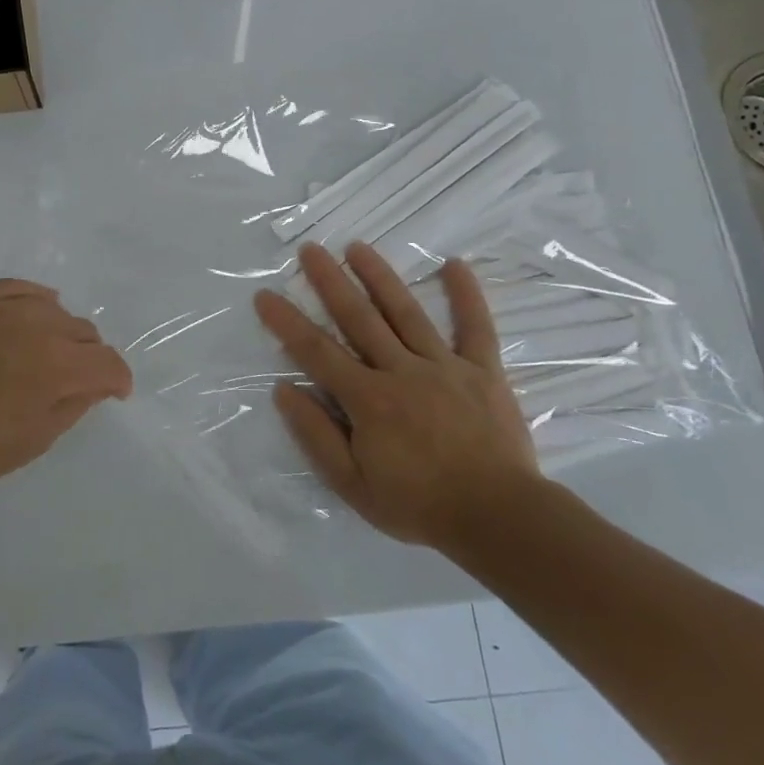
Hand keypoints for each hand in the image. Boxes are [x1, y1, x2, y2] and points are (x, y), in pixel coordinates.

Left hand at [0, 279, 132, 506]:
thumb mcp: (34, 440)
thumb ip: (73, 405)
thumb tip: (95, 384)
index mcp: (56, 366)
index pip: (107, 362)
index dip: (118, 379)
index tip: (115, 393)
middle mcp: (36, 326)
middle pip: (84, 331)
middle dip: (89, 357)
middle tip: (76, 381)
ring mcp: (1, 308)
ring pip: (54, 309)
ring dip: (61, 332)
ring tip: (47, 353)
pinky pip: (18, 288)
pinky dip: (35, 300)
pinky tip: (35, 312)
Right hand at [252, 243, 541, 552]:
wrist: (499, 518)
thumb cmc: (418, 504)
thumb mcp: (352, 484)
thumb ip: (316, 435)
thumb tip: (284, 390)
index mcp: (368, 399)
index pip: (316, 352)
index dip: (287, 322)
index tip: (264, 295)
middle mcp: (402, 371)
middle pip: (359, 318)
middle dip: (330, 281)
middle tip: (310, 249)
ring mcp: (445, 366)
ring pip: (406, 312)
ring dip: (380, 276)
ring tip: (357, 246)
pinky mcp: (483, 371)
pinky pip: (475, 327)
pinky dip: (466, 295)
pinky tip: (455, 264)